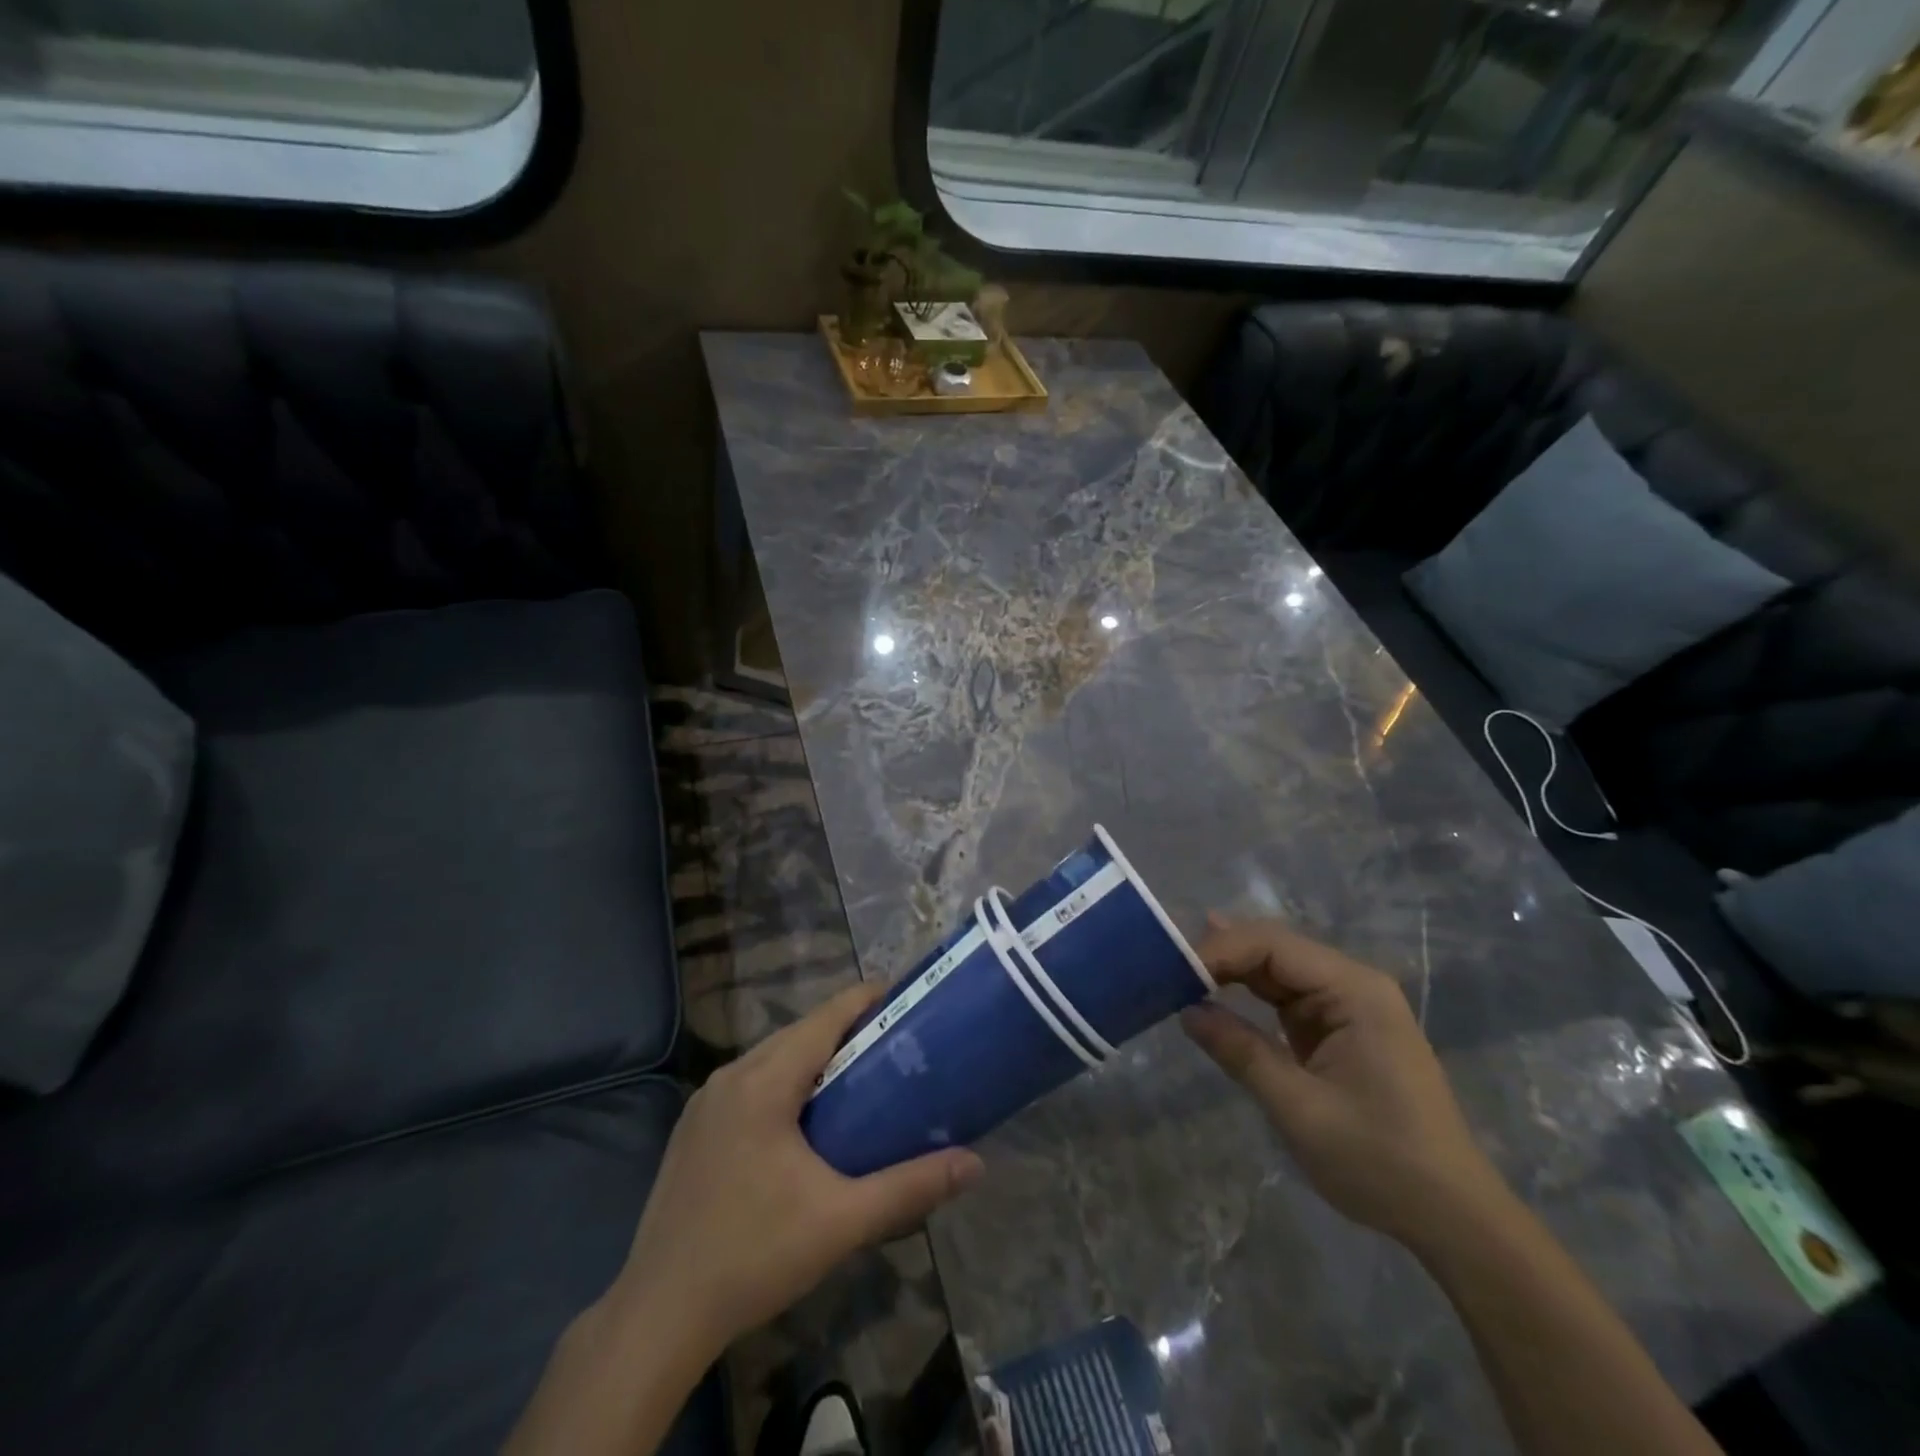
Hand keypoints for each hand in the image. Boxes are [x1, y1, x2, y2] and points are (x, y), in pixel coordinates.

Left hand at [611, 982, 984, 1359]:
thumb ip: (910, 1186)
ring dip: (814, 1057)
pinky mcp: (694, 1128)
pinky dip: (785, 1081)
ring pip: (772, 1057)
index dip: (866, 1000)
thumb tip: (974, 1164)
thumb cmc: (754, 1256)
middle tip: (895, 1043)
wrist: (659, 1315)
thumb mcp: (841, 1221)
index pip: (824, 1018)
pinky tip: (805, 1117)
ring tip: (860, 1075)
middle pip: (799, 1032)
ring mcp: (706, 1102)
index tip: (905, 998)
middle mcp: (731, 1076)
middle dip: (846, 1030)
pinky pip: (750, 1082)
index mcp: (764, 1082)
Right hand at [1180, 917, 1505, 1245]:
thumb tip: (1186, 1011)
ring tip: (1178, 968)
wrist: (1454, 1218)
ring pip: (1277, 969)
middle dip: (1221, 954)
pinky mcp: (1341, 1028)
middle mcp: (1353, 984)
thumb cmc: (1381, 1161)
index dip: (1219, 951)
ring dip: (1231, 971)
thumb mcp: (1299, 1109)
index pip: (1272, 945)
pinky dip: (1249, 994)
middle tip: (1165, 965)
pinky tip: (1215, 987)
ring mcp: (1348, 1005)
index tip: (1172, 972)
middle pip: (1274, 949)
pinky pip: (1286, 997)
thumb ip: (1240, 1051)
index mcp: (1354, 990)